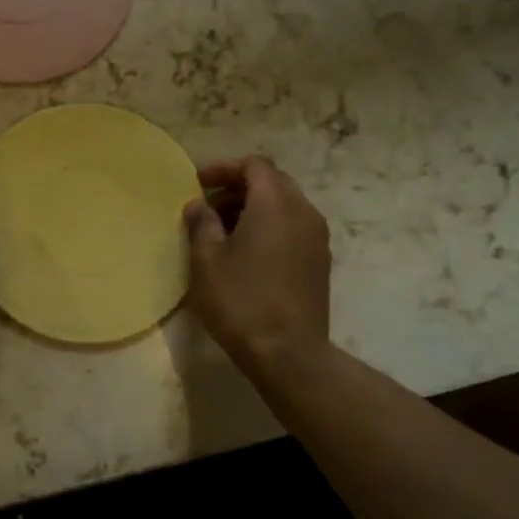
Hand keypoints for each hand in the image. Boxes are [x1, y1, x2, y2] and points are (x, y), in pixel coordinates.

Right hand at [183, 157, 331, 369]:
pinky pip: (293, 228)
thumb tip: (198, 205)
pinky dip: (269, 227)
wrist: (287, 353)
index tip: (198, 183)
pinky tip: (246, 253)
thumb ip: (201, 223)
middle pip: (272, 182)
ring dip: (253, 209)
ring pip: (284, 206)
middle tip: (208, 207)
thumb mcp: (206, 259)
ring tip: (224, 232)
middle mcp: (303, 212)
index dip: (224, 168)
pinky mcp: (320, 262)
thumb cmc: (240, 300)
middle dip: (238, 188)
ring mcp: (317, 238)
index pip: (254, 166)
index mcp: (275, 204)